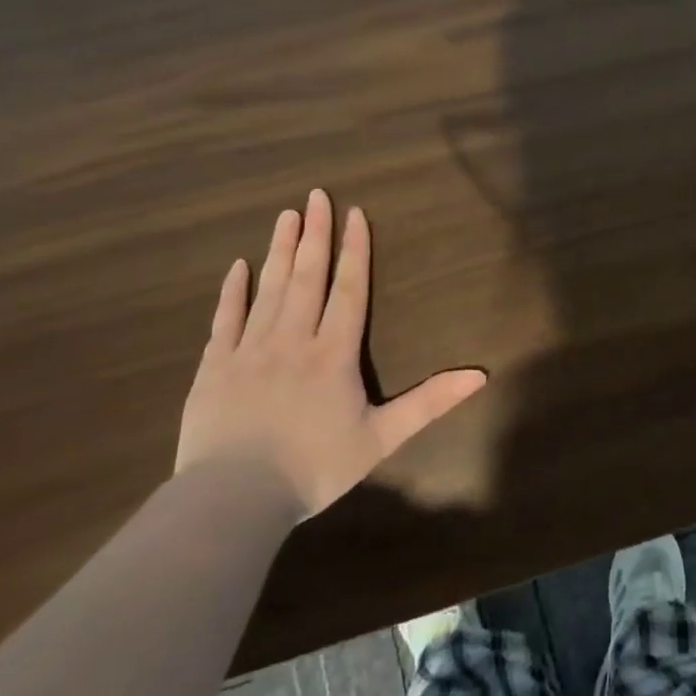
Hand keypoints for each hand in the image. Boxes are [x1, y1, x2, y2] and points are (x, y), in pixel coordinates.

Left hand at [176, 191, 486, 518]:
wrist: (233, 499)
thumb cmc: (314, 468)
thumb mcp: (381, 438)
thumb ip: (429, 403)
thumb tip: (480, 375)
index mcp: (333, 353)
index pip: (348, 290)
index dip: (354, 250)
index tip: (354, 213)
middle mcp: (292, 339)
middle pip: (307, 277)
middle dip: (314, 234)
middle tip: (315, 195)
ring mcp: (249, 350)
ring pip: (269, 289)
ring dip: (279, 250)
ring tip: (286, 215)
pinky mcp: (215, 367)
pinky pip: (226, 319)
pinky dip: (233, 291)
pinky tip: (239, 266)